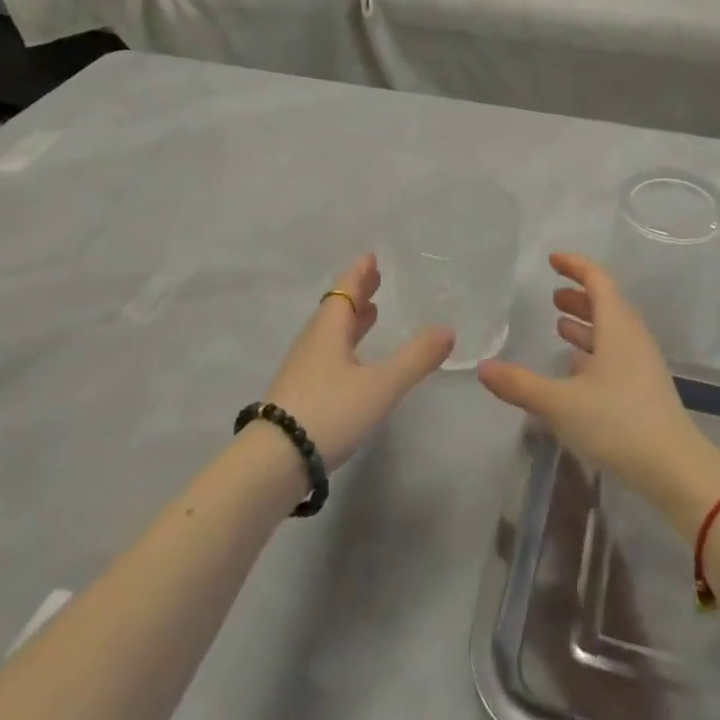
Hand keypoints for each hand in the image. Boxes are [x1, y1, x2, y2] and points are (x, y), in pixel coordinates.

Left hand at [260, 253, 455, 470]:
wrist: (273, 463)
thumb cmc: (329, 412)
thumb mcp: (381, 385)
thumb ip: (415, 358)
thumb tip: (447, 329)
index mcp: (329, 330)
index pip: (345, 290)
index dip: (359, 274)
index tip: (371, 257)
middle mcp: (312, 342)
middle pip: (335, 309)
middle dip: (356, 294)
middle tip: (374, 280)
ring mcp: (301, 369)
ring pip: (329, 333)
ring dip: (349, 320)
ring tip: (369, 315)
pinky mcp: (297, 394)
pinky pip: (325, 354)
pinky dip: (343, 345)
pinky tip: (352, 363)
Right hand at [478, 253, 719, 523]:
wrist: (675, 470)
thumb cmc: (618, 423)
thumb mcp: (561, 403)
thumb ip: (520, 385)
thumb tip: (483, 367)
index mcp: (617, 327)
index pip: (597, 279)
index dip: (575, 265)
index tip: (552, 259)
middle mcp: (632, 338)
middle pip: (607, 303)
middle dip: (579, 295)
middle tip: (553, 296)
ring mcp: (642, 364)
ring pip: (612, 330)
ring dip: (586, 323)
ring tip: (559, 326)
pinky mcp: (645, 389)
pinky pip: (617, 354)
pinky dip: (595, 350)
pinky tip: (577, 367)